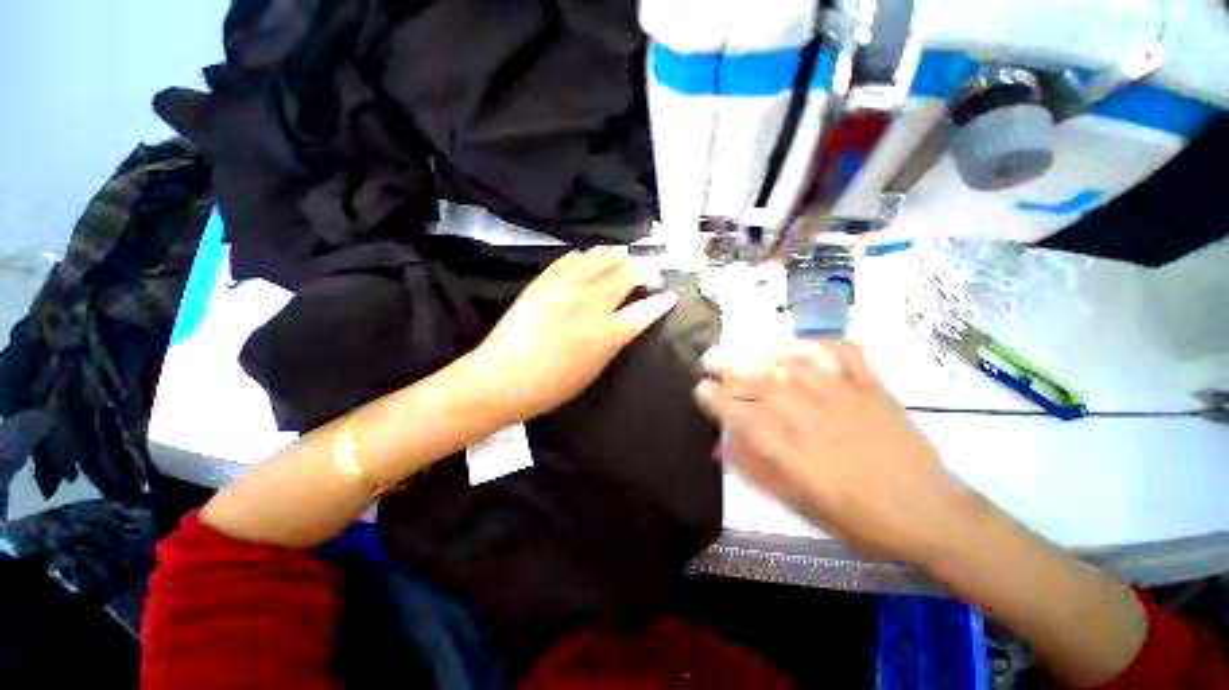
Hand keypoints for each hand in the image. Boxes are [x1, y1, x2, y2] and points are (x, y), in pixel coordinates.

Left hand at [474, 246, 677, 421]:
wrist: (502, 378)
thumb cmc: (551, 387)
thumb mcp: (594, 370)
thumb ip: (613, 342)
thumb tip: (624, 323)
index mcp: (608, 334)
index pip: (646, 310)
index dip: (662, 301)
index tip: (669, 296)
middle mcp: (593, 303)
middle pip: (628, 274)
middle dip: (646, 271)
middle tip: (648, 276)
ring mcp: (568, 287)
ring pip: (603, 257)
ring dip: (619, 257)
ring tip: (624, 259)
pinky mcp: (546, 280)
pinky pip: (573, 258)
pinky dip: (588, 256)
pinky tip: (590, 260)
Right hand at [695, 340, 973, 564]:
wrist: (926, 511)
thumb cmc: (854, 514)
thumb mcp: (792, 499)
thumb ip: (751, 467)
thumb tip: (719, 447)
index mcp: (778, 439)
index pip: (726, 405)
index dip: (706, 395)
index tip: (700, 391)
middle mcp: (799, 405)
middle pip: (748, 373)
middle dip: (720, 364)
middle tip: (708, 360)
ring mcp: (835, 388)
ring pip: (784, 355)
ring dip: (756, 348)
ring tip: (742, 347)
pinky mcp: (866, 381)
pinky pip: (836, 348)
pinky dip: (815, 341)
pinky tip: (801, 345)